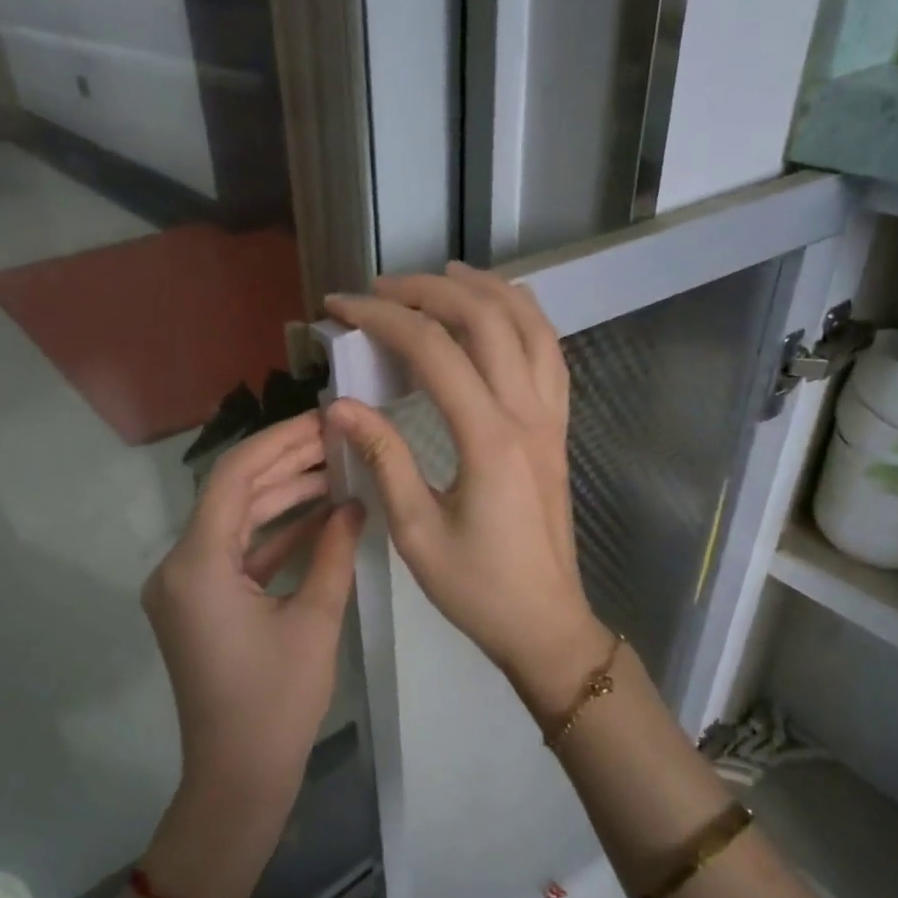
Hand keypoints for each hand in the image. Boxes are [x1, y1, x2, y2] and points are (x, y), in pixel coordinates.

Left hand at [141, 411, 363, 821]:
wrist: (238, 778)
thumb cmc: (277, 703)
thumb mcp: (314, 620)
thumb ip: (334, 552)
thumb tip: (354, 504)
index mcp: (196, 565)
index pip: (232, 477)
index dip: (278, 442)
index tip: (322, 422)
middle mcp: (179, 567)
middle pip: (232, 495)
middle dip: (285, 465)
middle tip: (337, 440)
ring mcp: (186, 586)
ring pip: (236, 522)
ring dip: (282, 498)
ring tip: (336, 471)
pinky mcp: (200, 604)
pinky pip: (236, 554)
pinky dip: (274, 536)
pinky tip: (319, 517)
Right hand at [324, 263, 610, 718]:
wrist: (545, 622)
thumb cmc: (477, 588)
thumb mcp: (416, 531)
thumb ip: (383, 458)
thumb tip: (339, 405)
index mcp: (488, 439)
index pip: (433, 351)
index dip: (382, 319)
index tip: (340, 307)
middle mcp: (527, 414)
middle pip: (486, 320)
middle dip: (429, 291)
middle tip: (381, 288)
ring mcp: (551, 419)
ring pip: (530, 326)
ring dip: (487, 290)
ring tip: (444, 275)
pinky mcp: (558, 430)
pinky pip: (550, 355)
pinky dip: (525, 319)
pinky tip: (500, 313)